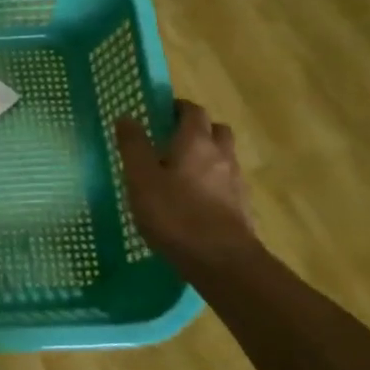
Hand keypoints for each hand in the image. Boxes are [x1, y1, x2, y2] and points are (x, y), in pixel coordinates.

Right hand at [116, 101, 256, 266]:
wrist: (222, 262)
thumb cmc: (176, 215)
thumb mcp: (141, 179)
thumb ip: (133, 146)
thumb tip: (127, 116)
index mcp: (195, 142)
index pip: (193, 111)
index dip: (177, 108)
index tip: (160, 114)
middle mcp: (221, 155)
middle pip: (216, 130)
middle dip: (198, 129)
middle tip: (173, 140)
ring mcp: (235, 182)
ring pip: (224, 157)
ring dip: (207, 156)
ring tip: (182, 172)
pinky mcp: (242, 207)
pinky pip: (227, 183)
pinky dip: (214, 182)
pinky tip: (196, 201)